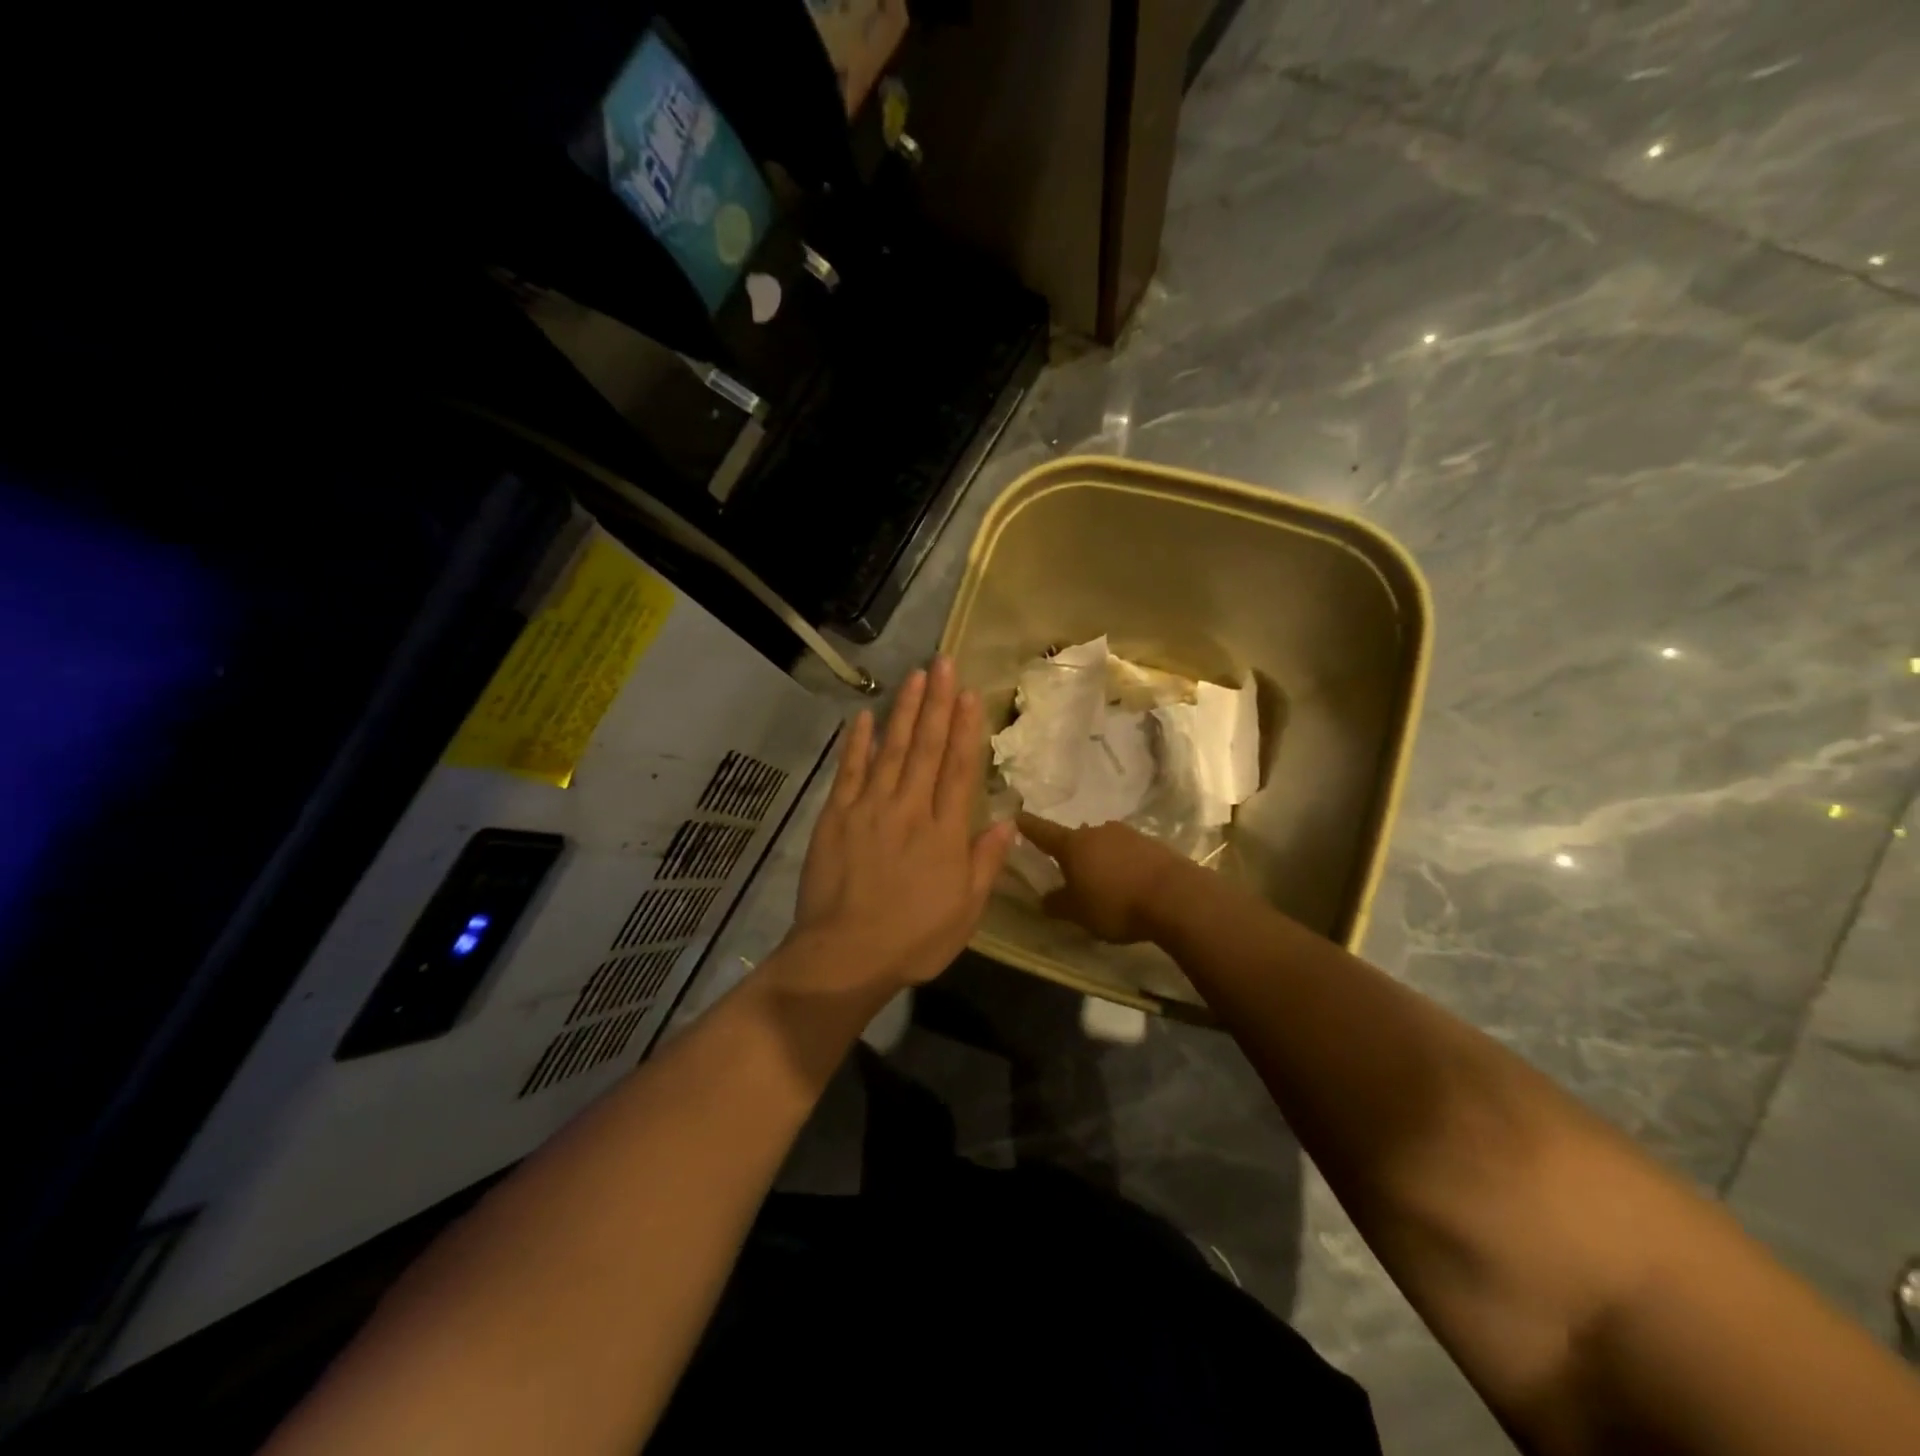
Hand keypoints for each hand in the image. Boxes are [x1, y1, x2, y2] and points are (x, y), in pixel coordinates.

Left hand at [787, 657, 1014, 991]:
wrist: (845, 956)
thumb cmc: (914, 939)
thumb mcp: (966, 911)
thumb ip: (986, 863)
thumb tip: (1009, 822)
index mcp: (945, 832)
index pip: (959, 769)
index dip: (966, 728)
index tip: (970, 694)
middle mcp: (910, 808)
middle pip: (927, 748)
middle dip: (938, 703)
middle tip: (944, 663)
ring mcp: (870, 808)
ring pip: (892, 749)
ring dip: (905, 711)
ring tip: (915, 677)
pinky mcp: (837, 816)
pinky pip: (849, 771)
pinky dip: (857, 742)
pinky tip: (865, 717)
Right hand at [1013, 815, 1187, 943]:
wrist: (1176, 897)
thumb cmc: (1116, 904)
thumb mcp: (1079, 913)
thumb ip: (1058, 904)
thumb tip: (1044, 899)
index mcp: (1073, 845)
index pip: (1042, 831)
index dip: (1028, 826)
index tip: (1016, 816)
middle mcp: (1098, 832)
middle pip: (1077, 839)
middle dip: (1072, 852)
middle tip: (1070, 871)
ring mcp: (1128, 834)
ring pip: (1105, 844)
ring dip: (1100, 858)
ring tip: (1103, 881)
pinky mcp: (1153, 844)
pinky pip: (1129, 851)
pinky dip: (1124, 863)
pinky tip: (1129, 882)